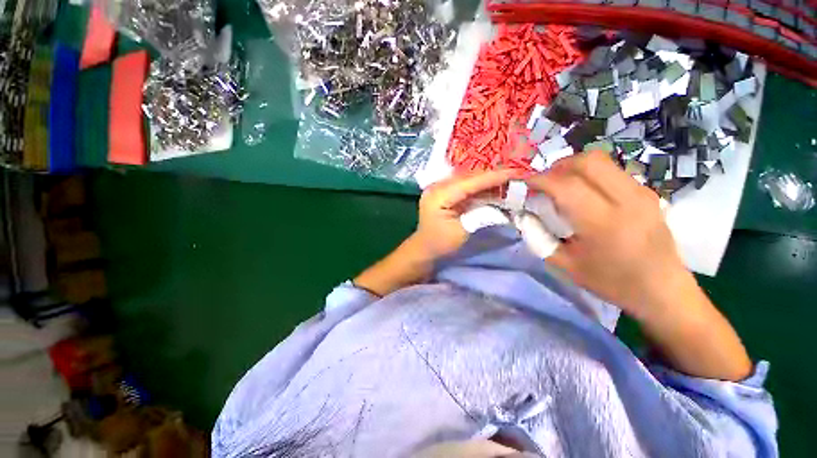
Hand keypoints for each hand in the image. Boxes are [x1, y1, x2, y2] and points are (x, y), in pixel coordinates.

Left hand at [413, 169, 521, 258]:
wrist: (424, 248)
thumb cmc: (440, 244)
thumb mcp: (462, 232)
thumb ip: (481, 215)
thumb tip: (503, 205)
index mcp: (438, 195)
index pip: (469, 182)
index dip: (493, 177)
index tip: (516, 172)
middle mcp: (437, 186)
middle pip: (469, 176)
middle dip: (493, 175)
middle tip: (517, 174)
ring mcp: (440, 187)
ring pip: (468, 178)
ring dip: (488, 179)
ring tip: (510, 179)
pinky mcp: (444, 191)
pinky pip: (465, 185)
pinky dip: (480, 186)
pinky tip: (494, 186)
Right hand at [525, 151, 688, 320]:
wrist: (663, 290)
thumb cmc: (611, 282)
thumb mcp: (565, 265)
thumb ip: (539, 237)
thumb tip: (524, 215)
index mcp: (602, 223)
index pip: (565, 185)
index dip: (540, 179)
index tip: (525, 183)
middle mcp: (626, 200)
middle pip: (588, 161)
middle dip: (558, 165)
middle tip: (544, 181)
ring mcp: (641, 193)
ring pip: (602, 161)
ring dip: (574, 167)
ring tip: (560, 184)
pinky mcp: (647, 192)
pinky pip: (612, 170)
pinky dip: (590, 173)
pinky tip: (583, 191)